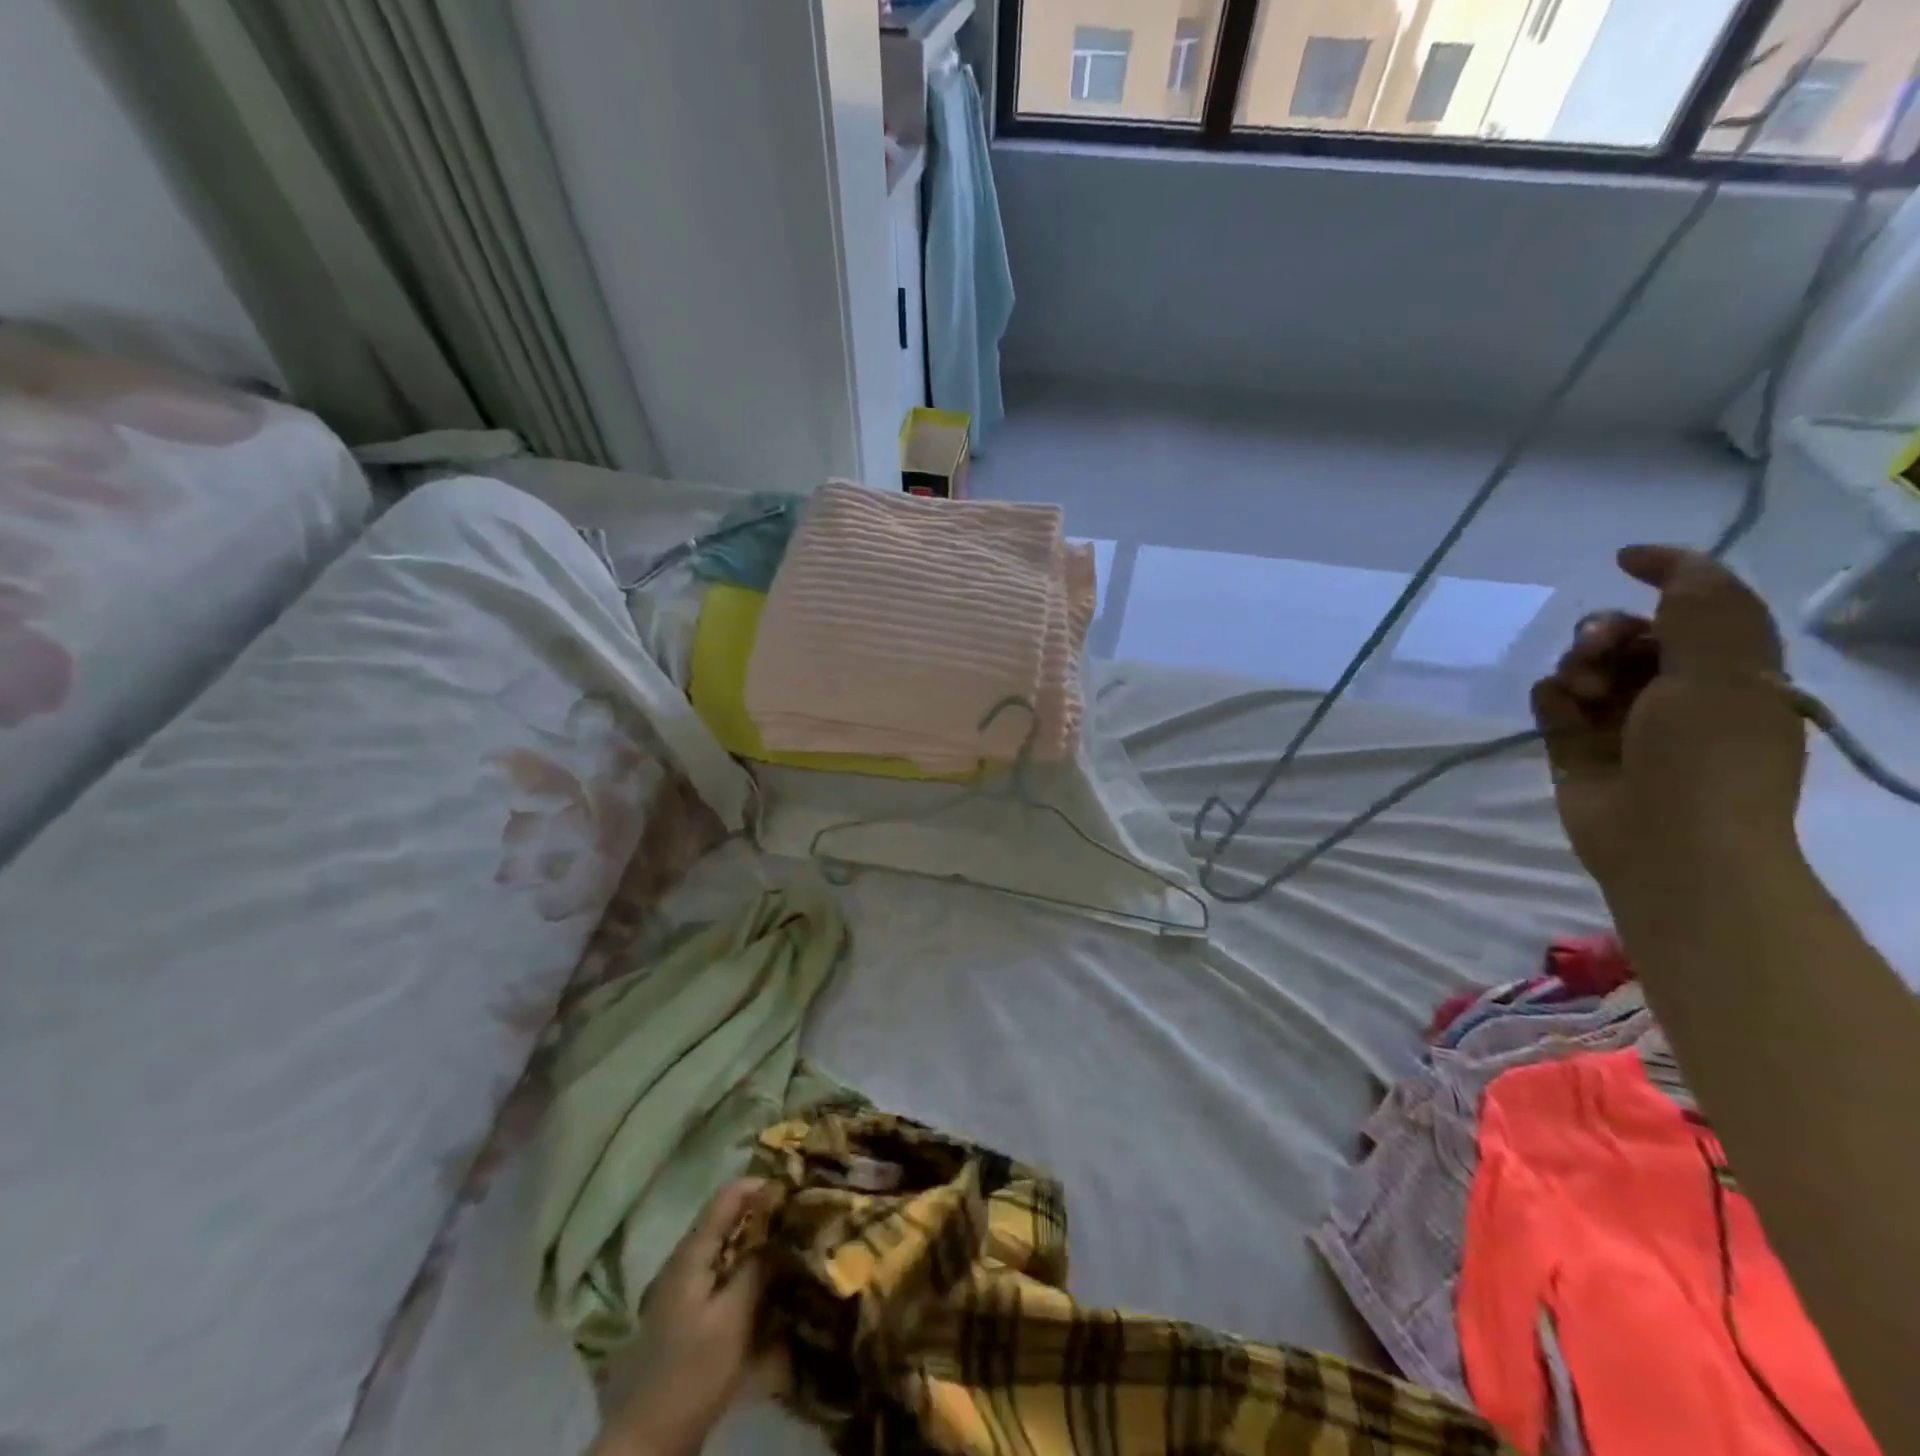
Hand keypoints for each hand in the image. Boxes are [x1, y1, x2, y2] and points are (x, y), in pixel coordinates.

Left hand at [591, 1179, 782, 1455]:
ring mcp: (679, 1287)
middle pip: (724, 1219)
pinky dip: (741, 1266)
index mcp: (691, 1254)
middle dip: (760, 1213)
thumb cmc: (692, 1373)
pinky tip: (762, 1281)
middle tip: (797, 1216)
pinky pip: (717, 1272)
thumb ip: (755, 1268)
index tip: (794, 1191)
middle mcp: (682, 1260)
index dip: (761, 1186)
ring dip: (752, 1240)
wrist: (647, 1440)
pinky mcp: (684, 1312)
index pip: (727, 1197)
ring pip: (722, 1246)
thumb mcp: (733, 1319)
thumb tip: (778, 1228)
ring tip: (787, 1244)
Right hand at [1531, 546, 1806, 893]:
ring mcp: (1622, 722)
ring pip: (1585, 666)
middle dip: (1608, 631)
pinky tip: (1561, 710)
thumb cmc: (1709, 757)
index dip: (1670, 574)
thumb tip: (1661, 561)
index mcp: (1730, 672)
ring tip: (1582, 692)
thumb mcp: (1723, 669)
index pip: (1701, 606)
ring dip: (1577, 666)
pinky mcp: (1575, 746)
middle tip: (1599, 648)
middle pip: (1631, 634)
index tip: (1624, 560)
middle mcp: (1677, 692)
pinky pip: (1552, 701)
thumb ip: (1701, 605)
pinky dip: (1552, 698)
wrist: (1668, 844)